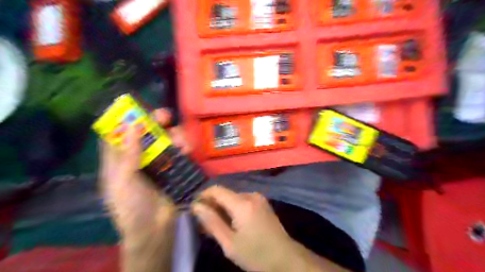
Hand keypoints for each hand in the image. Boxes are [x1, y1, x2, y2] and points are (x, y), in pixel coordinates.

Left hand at [99, 108, 190, 271]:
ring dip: (174, 135)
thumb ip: (128, 152)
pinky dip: (184, 147)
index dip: (124, 118)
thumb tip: (132, 123)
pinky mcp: (173, 167)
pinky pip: (179, 151)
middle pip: (146, 132)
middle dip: (155, 121)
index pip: (118, 133)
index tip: (135, 105)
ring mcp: (157, 161)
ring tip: (181, 140)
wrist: (155, 228)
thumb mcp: (123, 179)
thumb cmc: (132, 205)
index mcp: (119, 159)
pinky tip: (188, 148)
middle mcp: (138, 156)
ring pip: (165, 139)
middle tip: (165, 116)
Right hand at [192, 186, 296, 271]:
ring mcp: (258, 198)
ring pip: (233, 198)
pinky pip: (242, 201)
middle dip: (212, 205)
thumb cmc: (256, 254)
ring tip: (216, 226)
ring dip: (222, 208)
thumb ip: (212, 222)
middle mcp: (251, 195)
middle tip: (204, 224)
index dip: (203, 196)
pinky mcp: (262, 203)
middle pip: (225, 194)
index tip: (194, 209)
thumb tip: (196, 206)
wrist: (286, 258)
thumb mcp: (229, 243)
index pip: (216, 190)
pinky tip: (231, 223)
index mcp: (242, 203)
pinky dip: (233, 209)